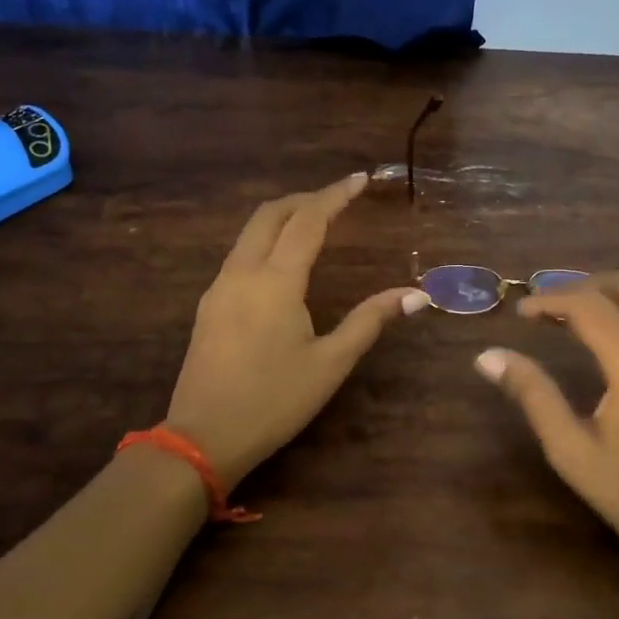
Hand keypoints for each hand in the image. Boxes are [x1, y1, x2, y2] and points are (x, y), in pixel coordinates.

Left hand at [165, 172, 429, 486]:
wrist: (203, 438)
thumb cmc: (275, 400)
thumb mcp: (331, 363)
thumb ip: (370, 320)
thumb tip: (415, 294)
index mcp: (276, 281)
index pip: (308, 221)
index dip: (335, 196)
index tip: (360, 179)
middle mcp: (243, 273)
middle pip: (270, 215)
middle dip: (305, 199)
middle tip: (337, 198)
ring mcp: (219, 288)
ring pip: (249, 233)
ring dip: (282, 218)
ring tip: (314, 223)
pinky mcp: (209, 306)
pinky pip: (239, 255)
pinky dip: (265, 241)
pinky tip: (282, 262)